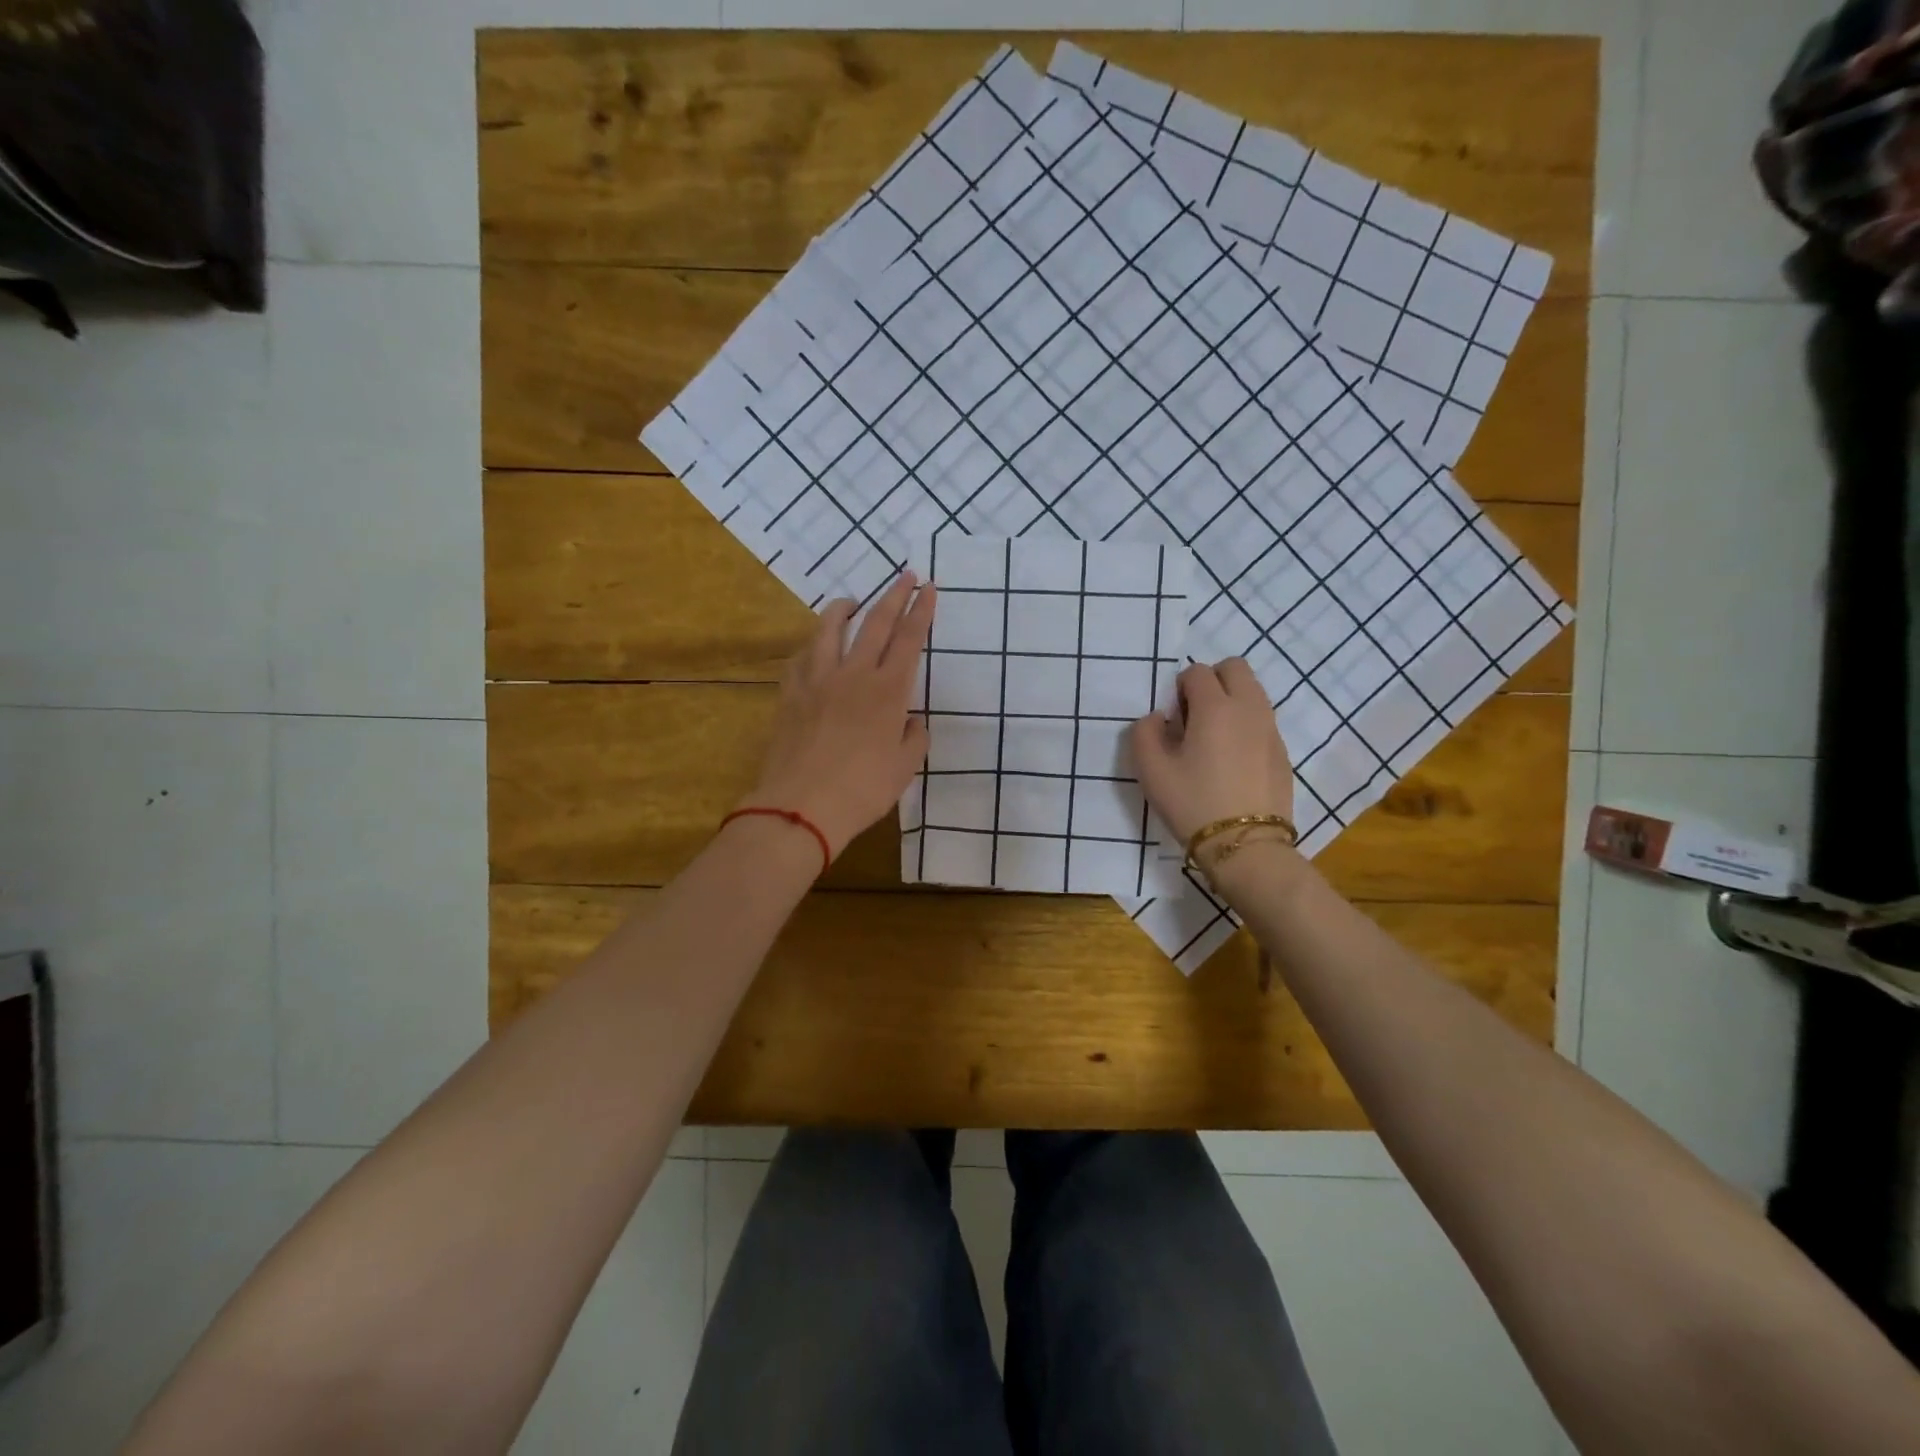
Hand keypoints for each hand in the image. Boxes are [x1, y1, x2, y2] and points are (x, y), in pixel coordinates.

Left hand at [745, 574, 936, 859]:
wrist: (801, 806)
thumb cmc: (863, 790)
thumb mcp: (904, 768)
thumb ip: (914, 737)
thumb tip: (911, 721)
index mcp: (888, 691)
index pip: (909, 639)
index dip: (921, 611)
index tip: (928, 588)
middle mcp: (854, 675)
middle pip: (875, 623)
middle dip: (893, 595)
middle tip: (905, 575)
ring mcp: (818, 681)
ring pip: (830, 629)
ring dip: (844, 609)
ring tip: (851, 601)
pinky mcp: (790, 694)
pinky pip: (802, 657)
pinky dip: (813, 644)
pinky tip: (815, 646)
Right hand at [1130, 659, 1293, 846]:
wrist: (1245, 845)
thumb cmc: (1192, 803)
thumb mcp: (1151, 771)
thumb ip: (1144, 733)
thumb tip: (1158, 718)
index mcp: (1215, 707)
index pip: (1197, 672)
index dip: (1179, 688)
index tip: (1173, 719)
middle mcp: (1248, 708)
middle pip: (1235, 668)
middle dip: (1212, 681)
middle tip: (1194, 715)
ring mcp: (1271, 729)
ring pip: (1253, 692)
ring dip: (1231, 701)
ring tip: (1213, 739)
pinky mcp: (1282, 752)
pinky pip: (1263, 720)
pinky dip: (1246, 725)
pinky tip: (1232, 761)